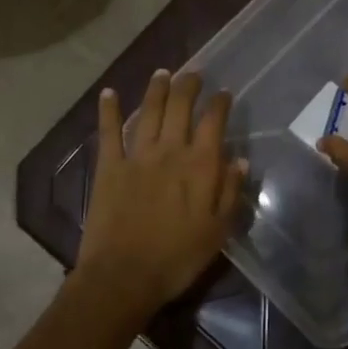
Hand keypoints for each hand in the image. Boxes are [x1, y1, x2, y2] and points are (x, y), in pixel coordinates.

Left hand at [80, 70, 247, 312]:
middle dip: (188, 85)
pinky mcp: (109, 166)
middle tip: (192, 73)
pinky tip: (108, 92)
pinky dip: (108, 110)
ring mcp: (137, 155)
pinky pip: (108, 131)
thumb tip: (239, 159)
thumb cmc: (178, 257)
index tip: (223, 93)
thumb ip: (230, 191)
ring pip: (148, 111)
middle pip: (180, 106)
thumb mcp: (218, 230)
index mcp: (200, 165)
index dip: (219, 103)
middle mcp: (170, 150)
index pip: (213, 121)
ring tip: (162, 72)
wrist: (124, 276)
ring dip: (156, 89)